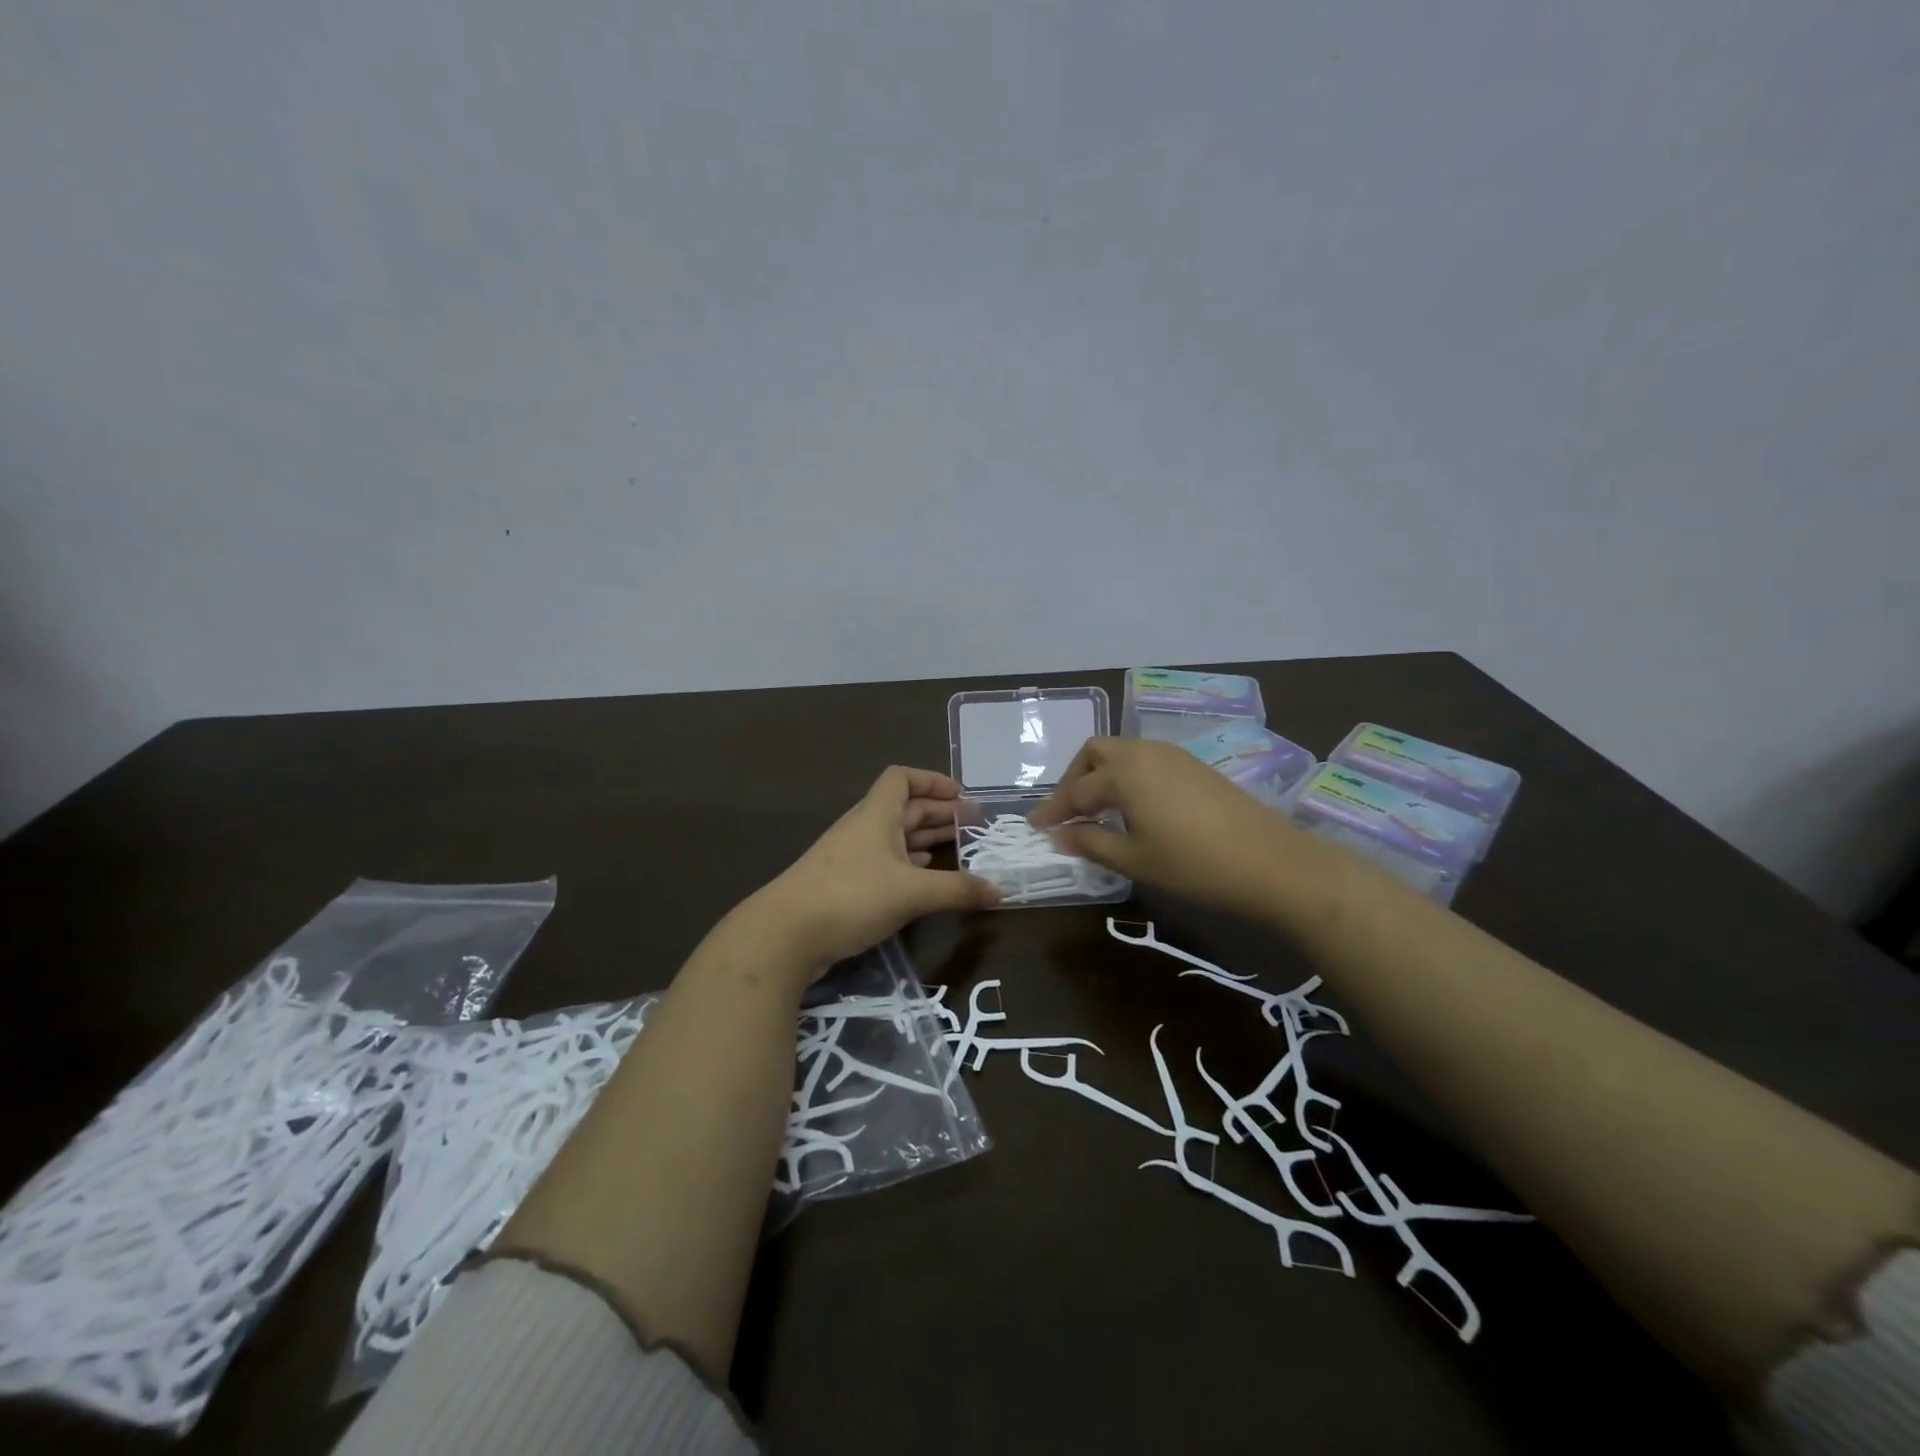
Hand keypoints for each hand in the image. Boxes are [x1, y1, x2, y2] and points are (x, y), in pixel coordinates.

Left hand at [754, 766, 1000, 975]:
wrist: (784, 935)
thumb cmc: (851, 897)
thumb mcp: (912, 892)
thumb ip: (958, 890)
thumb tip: (1001, 892)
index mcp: (876, 815)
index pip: (901, 778)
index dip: (932, 780)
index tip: (961, 795)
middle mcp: (863, 829)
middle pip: (904, 808)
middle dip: (939, 813)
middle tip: (974, 825)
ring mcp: (851, 858)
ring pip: (895, 838)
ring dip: (925, 840)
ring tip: (958, 850)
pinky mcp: (844, 886)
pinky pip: (884, 864)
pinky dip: (908, 866)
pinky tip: (925, 878)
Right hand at [1028, 736, 1306, 914]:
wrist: (1273, 863)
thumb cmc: (1194, 864)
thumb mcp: (1134, 859)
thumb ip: (1090, 842)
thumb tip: (1058, 835)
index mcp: (1124, 772)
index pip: (1076, 791)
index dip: (1053, 811)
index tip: (1035, 828)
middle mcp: (1146, 753)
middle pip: (1096, 753)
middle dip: (1074, 779)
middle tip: (1067, 813)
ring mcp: (1174, 756)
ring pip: (1123, 753)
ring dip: (1102, 776)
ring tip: (1097, 812)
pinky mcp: (1195, 767)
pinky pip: (1147, 762)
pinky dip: (1128, 778)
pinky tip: (1133, 809)